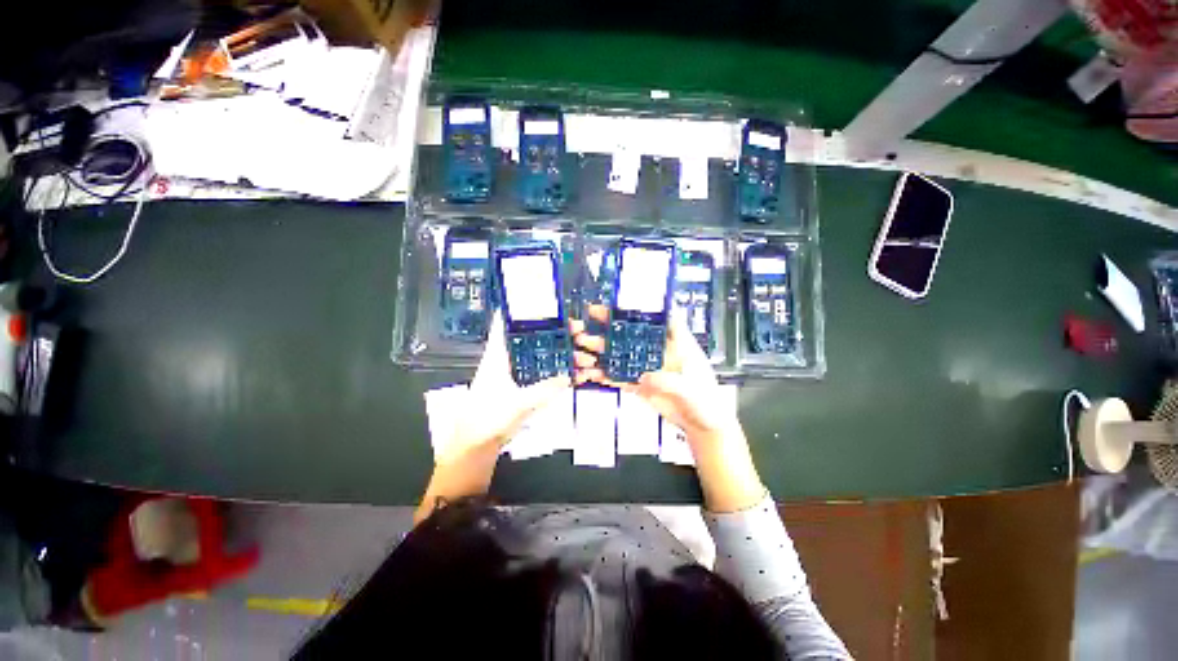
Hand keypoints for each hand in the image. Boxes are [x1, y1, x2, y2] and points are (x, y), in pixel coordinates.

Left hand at [417, 313, 571, 522]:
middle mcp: (503, 360)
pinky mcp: (515, 386)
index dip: (518, 309)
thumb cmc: (488, 420)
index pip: (504, 324)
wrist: (473, 448)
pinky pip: (537, 370)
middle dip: (552, 332)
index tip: (538, 298)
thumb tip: (569, 376)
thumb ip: (545, 390)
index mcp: (497, 356)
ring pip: (535, 354)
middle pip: (529, 338)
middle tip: (575, 328)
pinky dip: (551, 368)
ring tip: (577, 351)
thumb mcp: (519, 404)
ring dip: (555, 351)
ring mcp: (510, 373)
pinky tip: (567, 370)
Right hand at [573, 304, 737, 441]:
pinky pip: (620, 378)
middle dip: (610, 325)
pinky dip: (605, 376)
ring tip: (581, 351)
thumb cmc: (706, 401)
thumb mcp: (691, 390)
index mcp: (677, 344)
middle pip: (632, 333)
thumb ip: (669, 382)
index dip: (643, 305)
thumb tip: (643, 377)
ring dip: (602, 352)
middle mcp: (659, 351)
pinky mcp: (641, 385)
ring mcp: (647, 368)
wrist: (703, 425)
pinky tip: (591, 374)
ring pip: (621, 355)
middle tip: (588, 319)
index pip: (661, 317)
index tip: (623, 297)